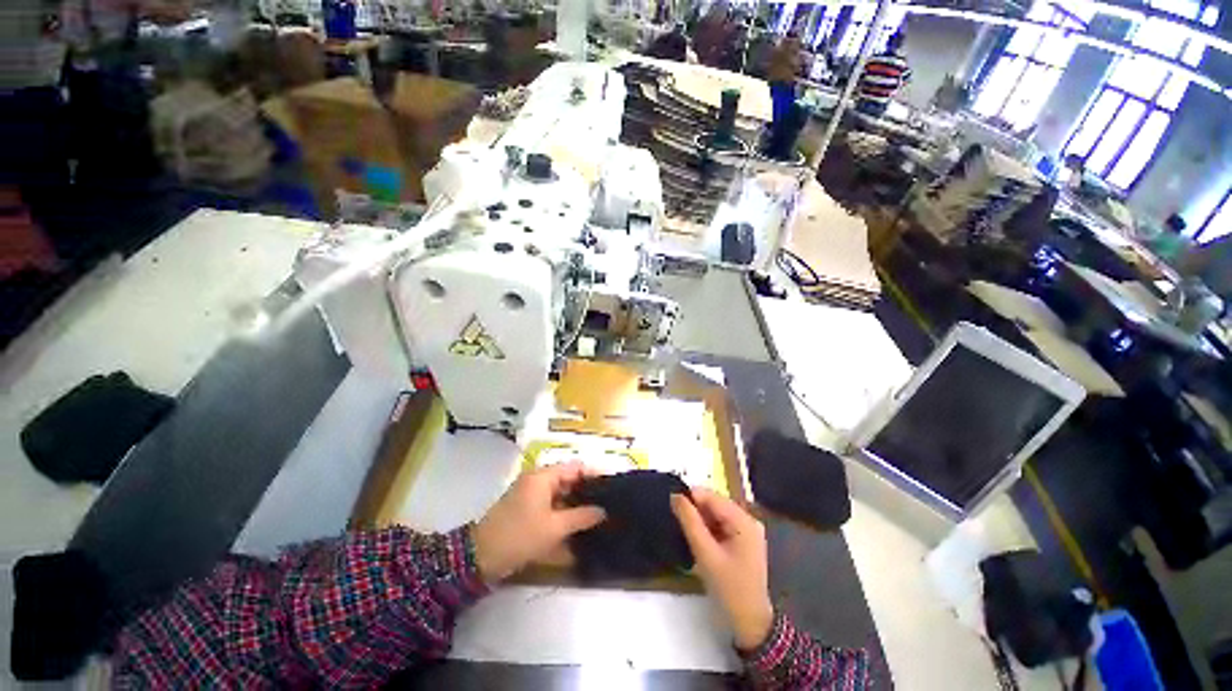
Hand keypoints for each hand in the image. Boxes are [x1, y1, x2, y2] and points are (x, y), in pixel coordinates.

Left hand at [473, 462, 605, 582]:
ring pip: (561, 494)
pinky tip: (579, 525)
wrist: (480, 557)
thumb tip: (603, 512)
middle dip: (588, 491)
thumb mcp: (554, 527)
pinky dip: (565, 512)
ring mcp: (531, 495)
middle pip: (569, 479)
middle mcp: (538, 480)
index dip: (595, 474)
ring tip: (599, 514)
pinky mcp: (527, 509)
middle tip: (609, 502)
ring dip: (577, 503)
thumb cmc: (520, 535)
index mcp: (544, 476)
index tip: (613, 485)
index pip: (576, 467)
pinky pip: (552, 505)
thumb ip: (581, 517)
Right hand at [671, 488, 773, 650]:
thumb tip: (675, 495)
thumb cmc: (728, 588)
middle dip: (696, 510)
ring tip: (688, 533)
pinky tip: (701, 541)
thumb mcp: (705, 553)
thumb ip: (689, 522)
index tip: (671, 505)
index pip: (712, 497)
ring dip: (701, 520)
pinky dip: (709, 529)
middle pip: (715, 504)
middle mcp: (748, 519)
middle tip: (679, 523)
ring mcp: (748, 530)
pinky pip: (722, 524)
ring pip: (717, 514)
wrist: (750, 622)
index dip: (690, 498)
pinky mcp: (744, 540)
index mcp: (743, 520)